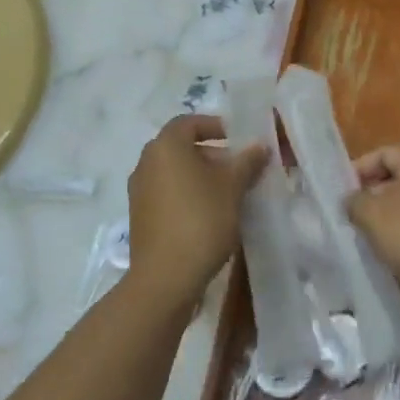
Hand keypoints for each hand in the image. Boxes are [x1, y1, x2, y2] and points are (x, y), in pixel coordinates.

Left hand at [126, 115, 266, 303]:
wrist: (165, 277)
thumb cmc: (201, 220)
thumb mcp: (232, 187)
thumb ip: (247, 161)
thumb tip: (260, 145)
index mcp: (166, 147)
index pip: (189, 122)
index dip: (215, 126)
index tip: (239, 139)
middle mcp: (146, 162)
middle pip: (182, 147)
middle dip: (212, 153)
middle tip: (240, 168)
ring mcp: (139, 191)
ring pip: (175, 172)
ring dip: (201, 176)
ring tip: (230, 192)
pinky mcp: (140, 216)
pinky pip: (167, 193)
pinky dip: (188, 194)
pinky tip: (210, 213)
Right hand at [345, 144, 399, 303]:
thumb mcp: (374, 217)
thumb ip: (355, 203)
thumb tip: (354, 200)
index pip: (381, 153)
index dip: (357, 172)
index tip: (340, 198)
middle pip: (399, 180)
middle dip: (374, 201)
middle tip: (354, 225)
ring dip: (394, 226)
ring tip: (376, 248)